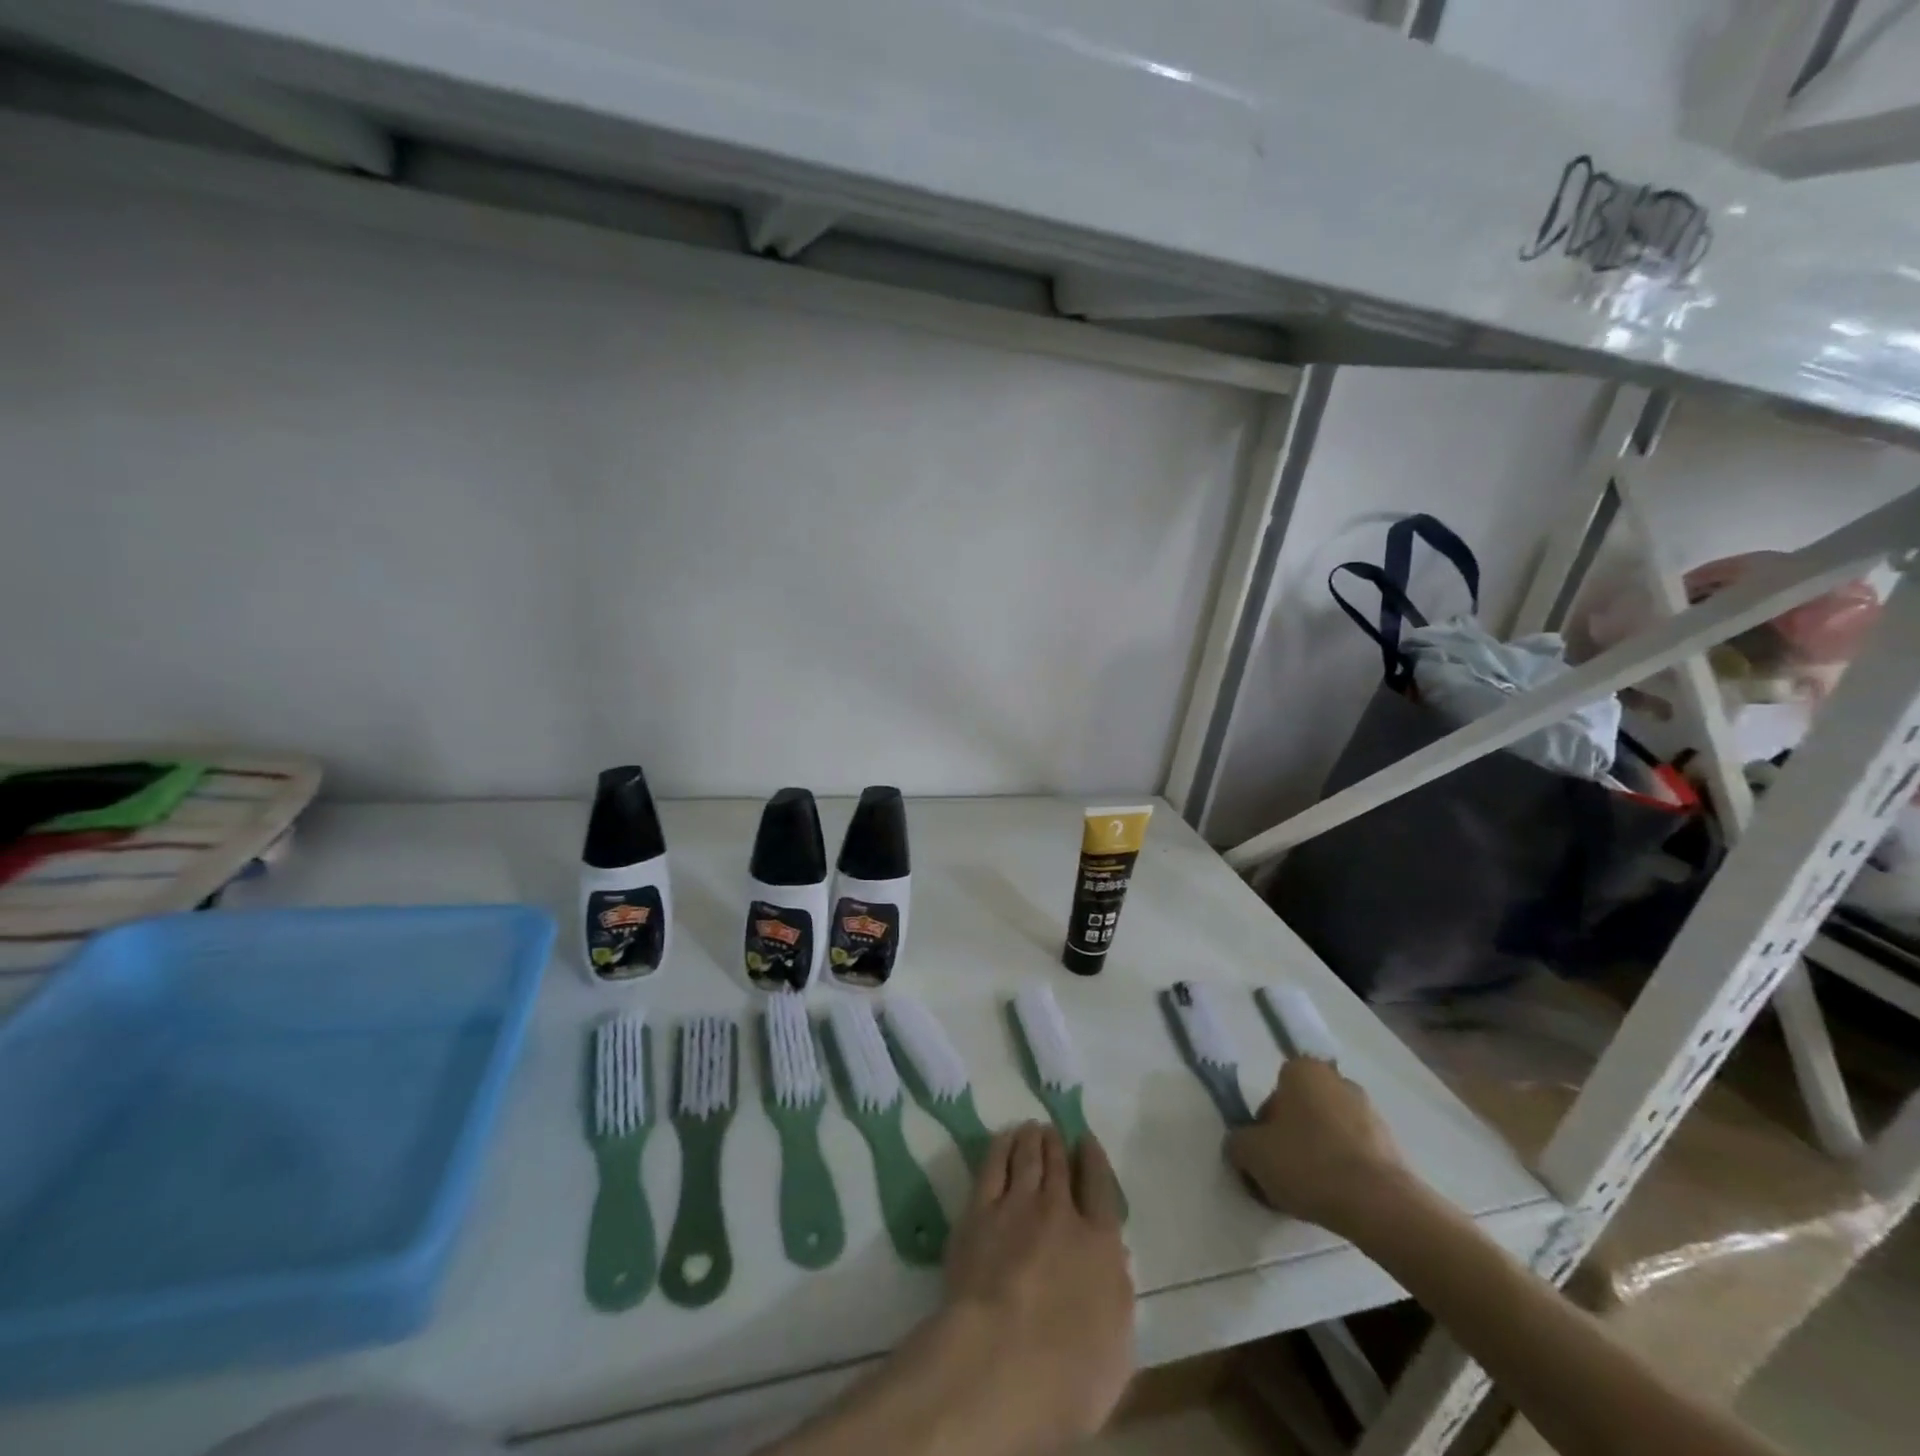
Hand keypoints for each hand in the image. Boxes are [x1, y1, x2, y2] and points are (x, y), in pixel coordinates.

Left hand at [938, 1123, 1133, 1455]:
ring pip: (1027, 1158)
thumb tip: (1112, 1262)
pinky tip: (1003, 1139)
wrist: (999, 1360)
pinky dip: (1001, 1147)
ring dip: (1031, 1139)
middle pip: (1059, 1166)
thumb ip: (1116, 1295)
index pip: (1101, 1188)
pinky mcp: (979, 1210)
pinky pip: (993, 1166)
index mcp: (1101, 1245)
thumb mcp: (1117, 1348)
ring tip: (1031, 1128)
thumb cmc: (1068, 1375)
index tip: (1086, 1141)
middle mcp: (1061, 1213)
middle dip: (1057, 1144)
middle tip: (1053, 1130)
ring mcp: (1017, 1206)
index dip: (1094, 1160)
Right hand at [1227, 1057, 1411, 1238]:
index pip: (1274, 1093)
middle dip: (1292, 1138)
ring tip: (1312, 1194)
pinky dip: (1344, 1171)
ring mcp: (1370, 1112)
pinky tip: (1338, 1199)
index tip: (1266, 1153)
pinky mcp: (1392, 1145)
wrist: (1379, 1205)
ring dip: (1319, 1155)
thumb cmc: (1308, 1164)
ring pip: (1329, 1132)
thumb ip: (1238, 1143)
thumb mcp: (1251, 1153)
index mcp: (1303, 1070)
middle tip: (1285, 1173)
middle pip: (1302, 1111)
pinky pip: (1355, 1154)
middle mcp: (1338, 1081)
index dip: (1265, 1125)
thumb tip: (1243, 1146)